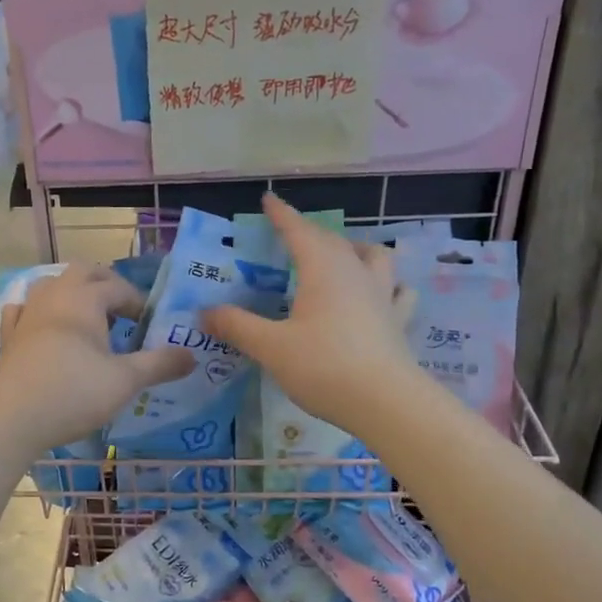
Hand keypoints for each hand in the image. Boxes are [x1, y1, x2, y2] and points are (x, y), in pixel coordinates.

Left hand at [0, 265, 194, 449]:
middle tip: (121, 309)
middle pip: (82, 272)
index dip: (137, 302)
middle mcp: (54, 296)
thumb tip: (191, 355)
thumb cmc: (75, 392)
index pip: (118, 287)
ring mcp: (27, 314)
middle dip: (104, 284)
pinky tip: (41, 325)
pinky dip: (37, 312)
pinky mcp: (8, 336)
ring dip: (70, 293)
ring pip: (50, 285)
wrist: (14, 417)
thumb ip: (160, 364)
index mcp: (85, 299)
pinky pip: (22, 310)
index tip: (149, 324)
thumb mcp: (126, 381)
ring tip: (85, 316)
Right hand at [202, 194, 420, 434]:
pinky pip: (396, 291)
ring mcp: (382, 295)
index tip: (268, 199)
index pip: (298, 231)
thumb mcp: (270, 347)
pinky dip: (387, 285)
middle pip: (332, 240)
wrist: (385, 402)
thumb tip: (203, 313)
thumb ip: (237, 326)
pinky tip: (381, 295)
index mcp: (322, 269)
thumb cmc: (323, 366)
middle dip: (309, 233)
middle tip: (290, 237)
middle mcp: (355, 272)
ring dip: (355, 249)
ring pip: (372, 257)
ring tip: (342, 257)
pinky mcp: (397, 320)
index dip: (281, 215)